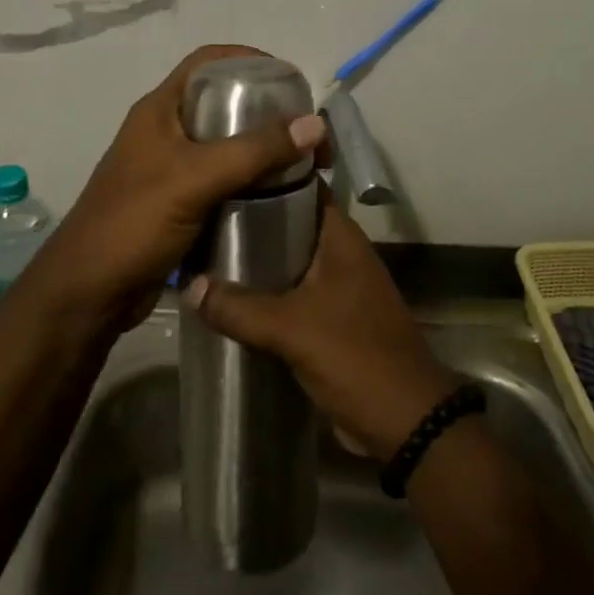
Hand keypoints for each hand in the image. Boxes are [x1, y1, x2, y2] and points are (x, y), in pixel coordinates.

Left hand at [28, 45, 325, 334]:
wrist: (90, 293)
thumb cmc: (134, 223)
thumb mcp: (196, 179)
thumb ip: (254, 151)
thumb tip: (315, 124)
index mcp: (160, 111)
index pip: (207, 63)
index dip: (249, 60)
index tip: (291, 81)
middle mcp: (166, 133)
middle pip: (222, 105)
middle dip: (266, 112)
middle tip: (306, 131)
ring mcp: (171, 170)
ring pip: (226, 147)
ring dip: (262, 152)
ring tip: (302, 165)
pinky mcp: (179, 205)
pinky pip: (223, 183)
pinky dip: (251, 184)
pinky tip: (280, 197)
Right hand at [183, 186, 456, 460]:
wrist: (406, 422)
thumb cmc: (355, 356)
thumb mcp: (291, 328)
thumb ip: (239, 307)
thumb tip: (188, 286)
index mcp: (341, 239)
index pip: (303, 187)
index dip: (268, 176)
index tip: (226, 173)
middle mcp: (341, 255)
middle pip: (291, 224)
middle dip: (251, 221)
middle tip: (203, 214)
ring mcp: (339, 288)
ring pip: (290, 262)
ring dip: (256, 262)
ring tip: (206, 252)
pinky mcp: (332, 320)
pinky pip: (293, 295)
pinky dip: (266, 294)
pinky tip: (229, 299)